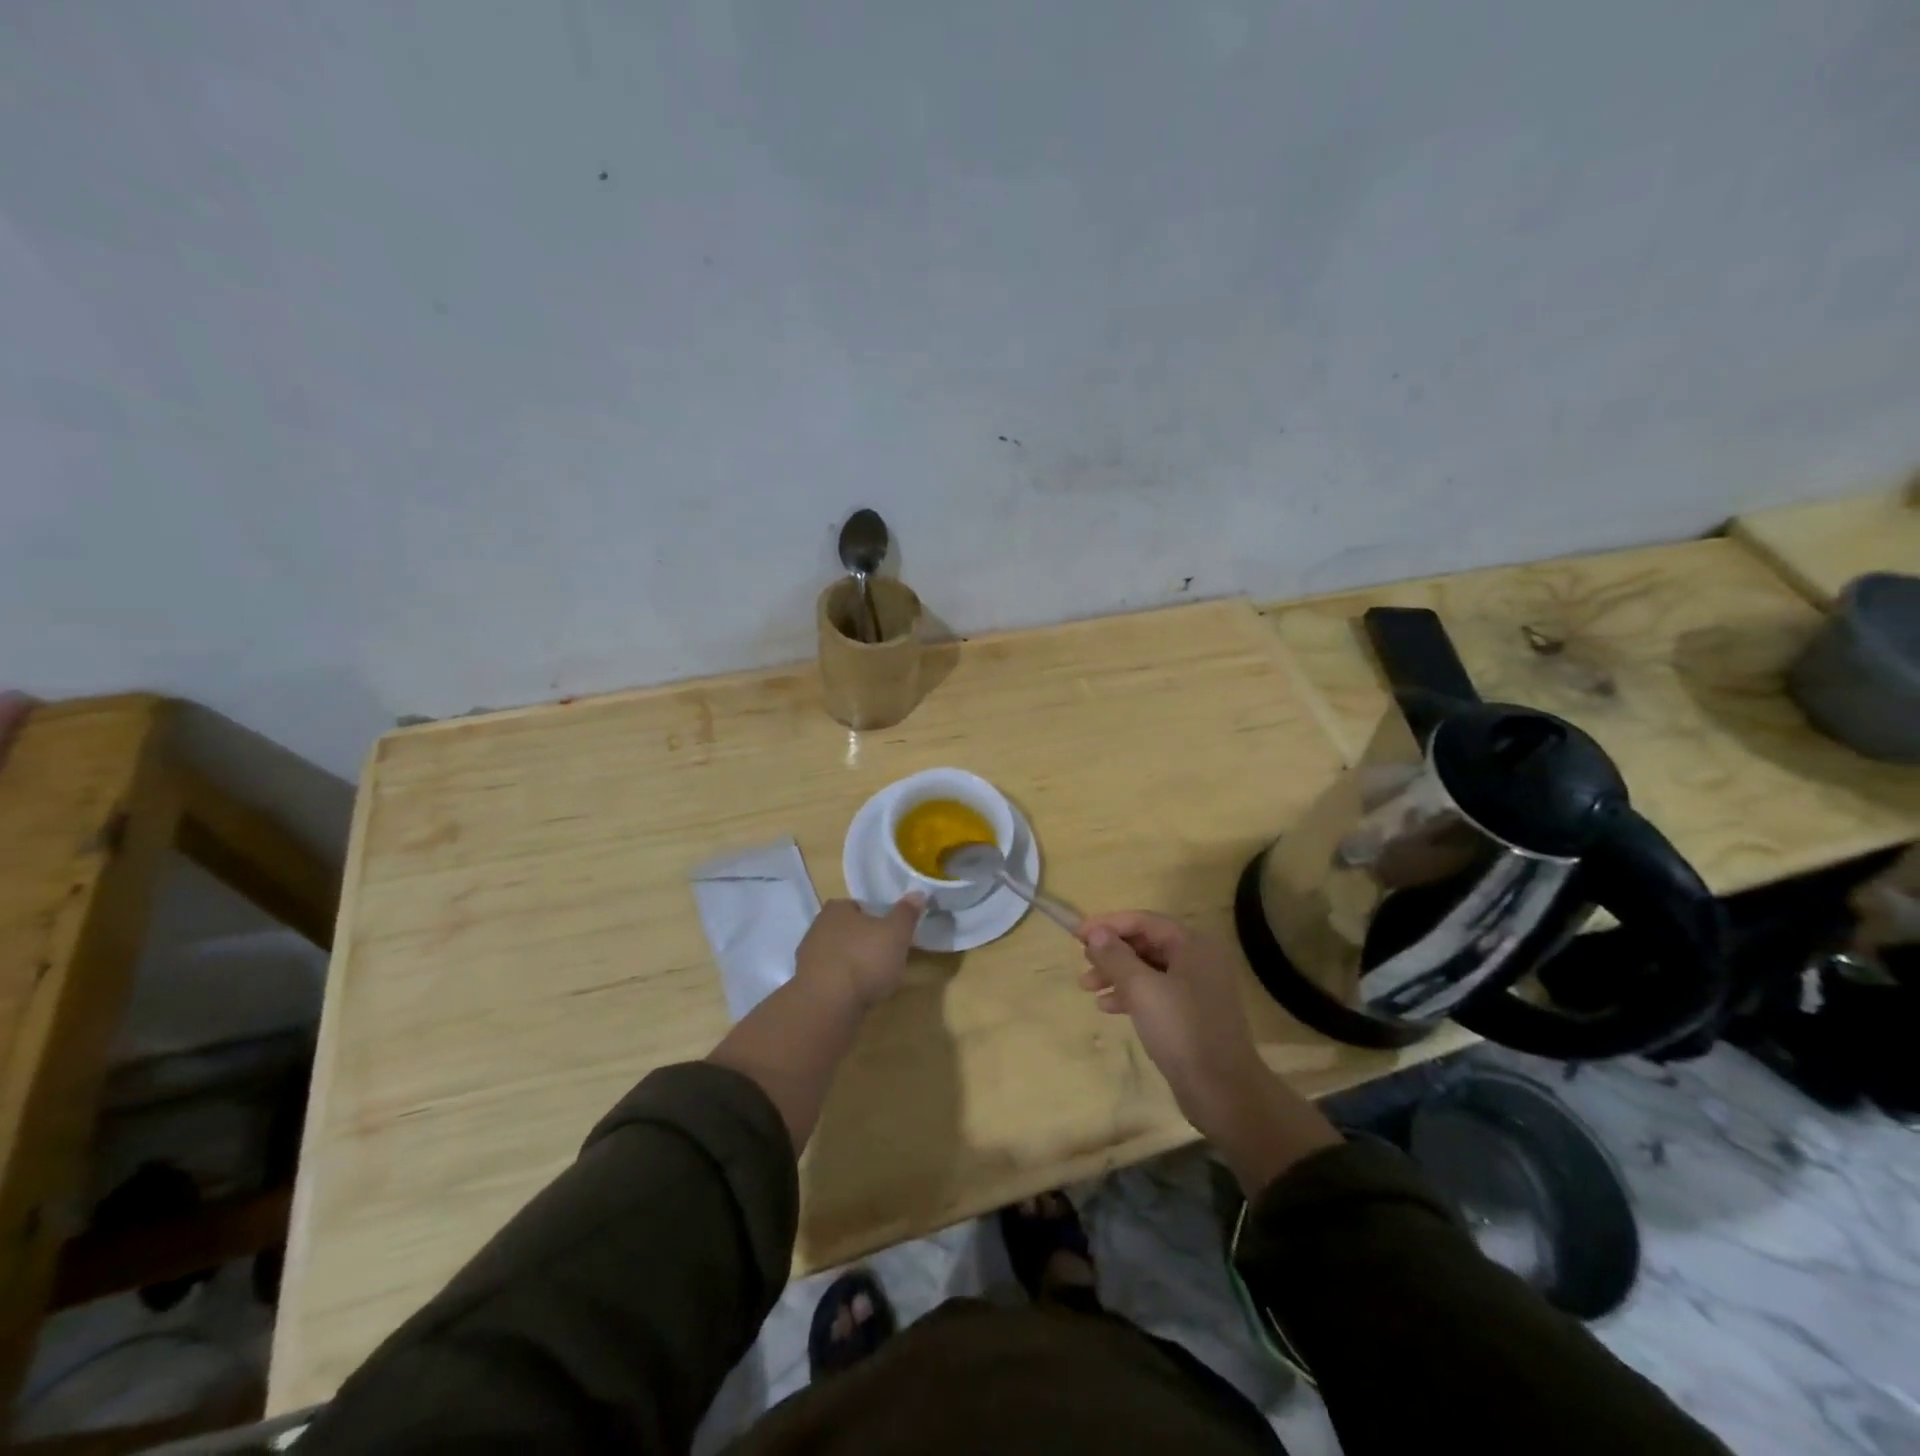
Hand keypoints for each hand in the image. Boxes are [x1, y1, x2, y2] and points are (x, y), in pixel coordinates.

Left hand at [796, 895, 925, 1010]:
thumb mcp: (896, 933)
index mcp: (837, 909)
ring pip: (839, 956)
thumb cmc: (864, 959)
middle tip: (887, 957)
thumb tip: (918, 893)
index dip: (876, 918)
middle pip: (848, 931)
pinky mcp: (807, 986)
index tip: (891, 933)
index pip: (858, 906)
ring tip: (876, 981)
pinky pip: (831, 980)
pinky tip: (858, 996)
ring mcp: (808, 958)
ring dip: (854, 966)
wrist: (827, 1005)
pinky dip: (844, 986)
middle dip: (865, 942)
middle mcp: (817, 928)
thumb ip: (906, 913)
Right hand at [1079, 912, 1339, 1192]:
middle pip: (1146, 943)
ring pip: (1148, 970)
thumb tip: (1096, 933)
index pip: (1144, 921)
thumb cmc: (1181, 1029)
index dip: (1108, 924)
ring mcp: (1197, 988)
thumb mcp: (1141, 988)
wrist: (1223, 1091)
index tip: (1077, 935)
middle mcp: (1198, 960)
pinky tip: (1108, 1007)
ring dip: (1117, 975)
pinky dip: (1131, 995)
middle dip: (1111, 952)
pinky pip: (1156, 992)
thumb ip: (1115, 956)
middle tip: (1083, 963)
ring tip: (1087, 987)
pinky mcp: (1192, 1014)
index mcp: (1193, 944)